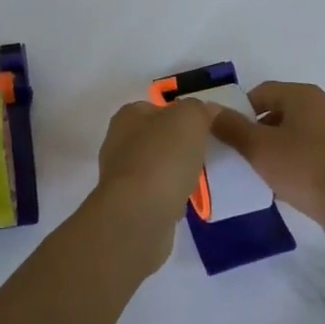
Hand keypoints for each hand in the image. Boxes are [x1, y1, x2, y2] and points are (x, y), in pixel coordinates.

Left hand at [90, 99, 214, 273]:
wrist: (139, 215)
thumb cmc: (162, 158)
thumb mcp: (189, 118)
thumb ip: (198, 109)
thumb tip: (205, 111)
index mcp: (128, 116)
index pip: (157, 108)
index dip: (182, 115)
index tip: (205, 129)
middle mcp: (118, 142)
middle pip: (157, 138)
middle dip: (180, 146)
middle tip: (206, 154)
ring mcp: (121, 176)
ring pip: (156, 167)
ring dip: (175, 173)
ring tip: (199, 180)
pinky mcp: (128, 205)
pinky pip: (155, 194)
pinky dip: (170, 197)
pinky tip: (185, 203)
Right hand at [208, 81, 324, 250]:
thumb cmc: (304, 169)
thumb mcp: (259, 148)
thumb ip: (231, 127)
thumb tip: (207, 109)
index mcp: (304, 95)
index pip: (262, 91)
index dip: (241, 110)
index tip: (229, 134)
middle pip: (280, 110)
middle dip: (259, 129)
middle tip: (242, 153)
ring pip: (297, 131)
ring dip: (278, 146)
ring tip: (263, 170)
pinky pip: (313, 150)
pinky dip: (297, 159)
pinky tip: (288, 182)